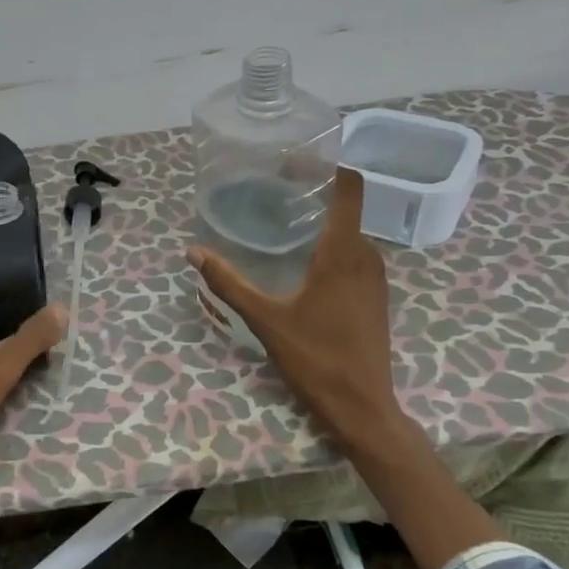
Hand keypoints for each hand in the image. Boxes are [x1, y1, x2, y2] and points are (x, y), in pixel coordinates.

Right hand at [188, 168, 404, 454]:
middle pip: (347, 209)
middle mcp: (367, 257)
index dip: (328, 167)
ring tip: (284, 225)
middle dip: (315, 196)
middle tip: (274, 194)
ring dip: (323, 224)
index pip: (349, 188)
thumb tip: (193, 252)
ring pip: (351, 235)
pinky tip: (304, 265)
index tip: (295, 162)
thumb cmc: (315, 358)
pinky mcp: (376, 298)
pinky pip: (355, 257)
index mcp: (343, 252)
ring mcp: (376, 278)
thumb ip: (229, 283)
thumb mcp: (265, 319)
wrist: (363, 406)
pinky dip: (332, 248)